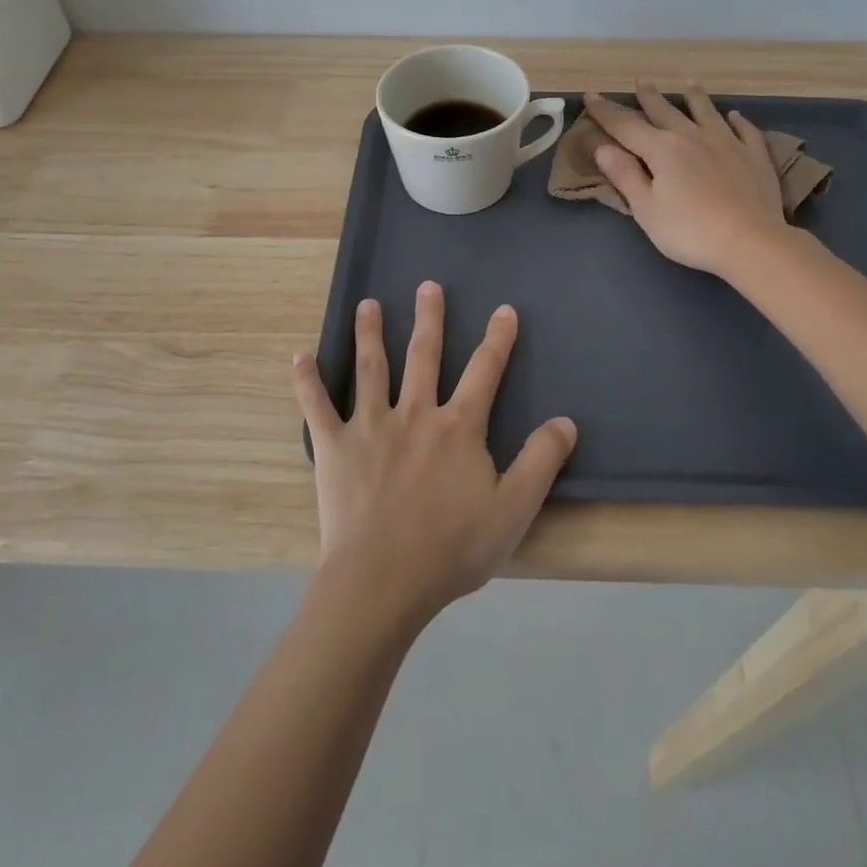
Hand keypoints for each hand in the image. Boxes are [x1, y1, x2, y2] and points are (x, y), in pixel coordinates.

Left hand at [291, 280, 576, 622]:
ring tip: (369, 304)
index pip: (484, 371)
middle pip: (424, 355)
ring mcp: (370, 426)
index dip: (497, 340)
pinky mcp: (335, 448)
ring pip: (372, 368)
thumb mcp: (514, 508)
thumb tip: (566, 421)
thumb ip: (542, 461)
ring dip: (370, 333)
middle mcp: (415, 413)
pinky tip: (300, 357)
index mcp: (458, 427)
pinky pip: (317, 407)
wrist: (384, 580)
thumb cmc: (452, 547)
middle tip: (428, 285)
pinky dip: (307, 381)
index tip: (504, 310)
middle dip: (429, 319)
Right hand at [583, 79, 788, 279]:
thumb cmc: (689, 231)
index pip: (626, 126)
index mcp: (662, 149)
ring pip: (707, 112)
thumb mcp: (646, 209)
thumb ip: (625, 176)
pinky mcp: (754, 157)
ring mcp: (727, 143)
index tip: (591, 95)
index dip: (607, 111)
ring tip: (688, 81)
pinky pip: (745, 131)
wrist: (750, 242)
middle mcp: (693, 137)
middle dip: (650, 97)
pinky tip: (735, 115)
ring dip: (695, 96)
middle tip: (641, 80)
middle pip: (666, 112)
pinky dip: (738, 121)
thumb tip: (602, 148)